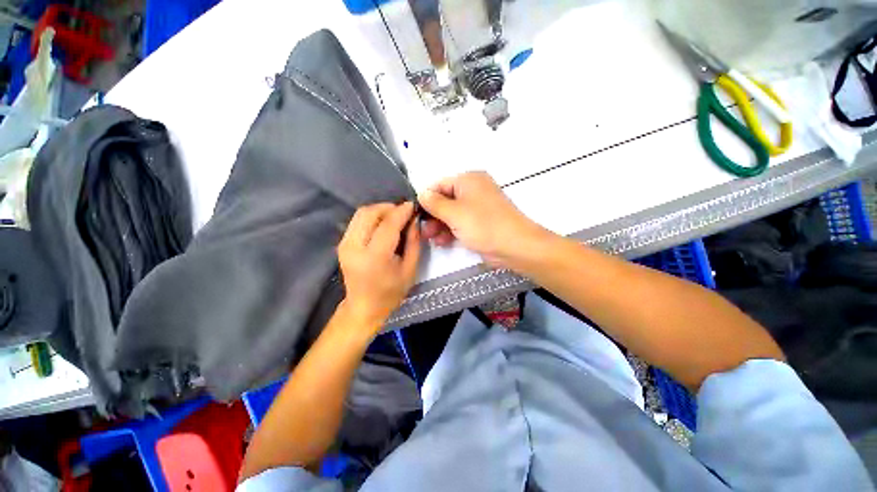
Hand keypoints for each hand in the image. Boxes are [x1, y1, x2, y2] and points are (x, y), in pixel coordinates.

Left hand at [338, 202, 420, 329]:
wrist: (364, 307)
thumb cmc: (391, 292)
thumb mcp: (410, 268)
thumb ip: (413, 241)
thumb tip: (414, 219)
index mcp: (374, 257)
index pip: (388, 224)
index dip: (402, 211)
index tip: (412, 205)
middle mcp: (354, 247)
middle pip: (369, 213)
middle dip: (389, 207)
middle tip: (404, 213)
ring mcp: (344, 244)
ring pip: (361, 213)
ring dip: (380, 210)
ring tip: (395, 217)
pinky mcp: (342, 243)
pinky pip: (358, 221)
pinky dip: (372, 217)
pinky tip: (383, 225)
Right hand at [418, 172, 549, 267]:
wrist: (515, 246)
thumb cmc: (483, 225)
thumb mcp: (454, 213)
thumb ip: (434, 203)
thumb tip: (421, 194)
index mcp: (469, 180)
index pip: (439, 185)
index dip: (426, 198)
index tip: (415, 214)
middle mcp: (473, 191)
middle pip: (445, 200)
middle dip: (432, 216)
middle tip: (423, 230)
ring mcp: (477, 208)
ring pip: (452, 214)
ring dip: (440, 225)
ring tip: (431, 238)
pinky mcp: (480, 223)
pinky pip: (460, 223)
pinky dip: (450, 231)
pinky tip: (442, 242)